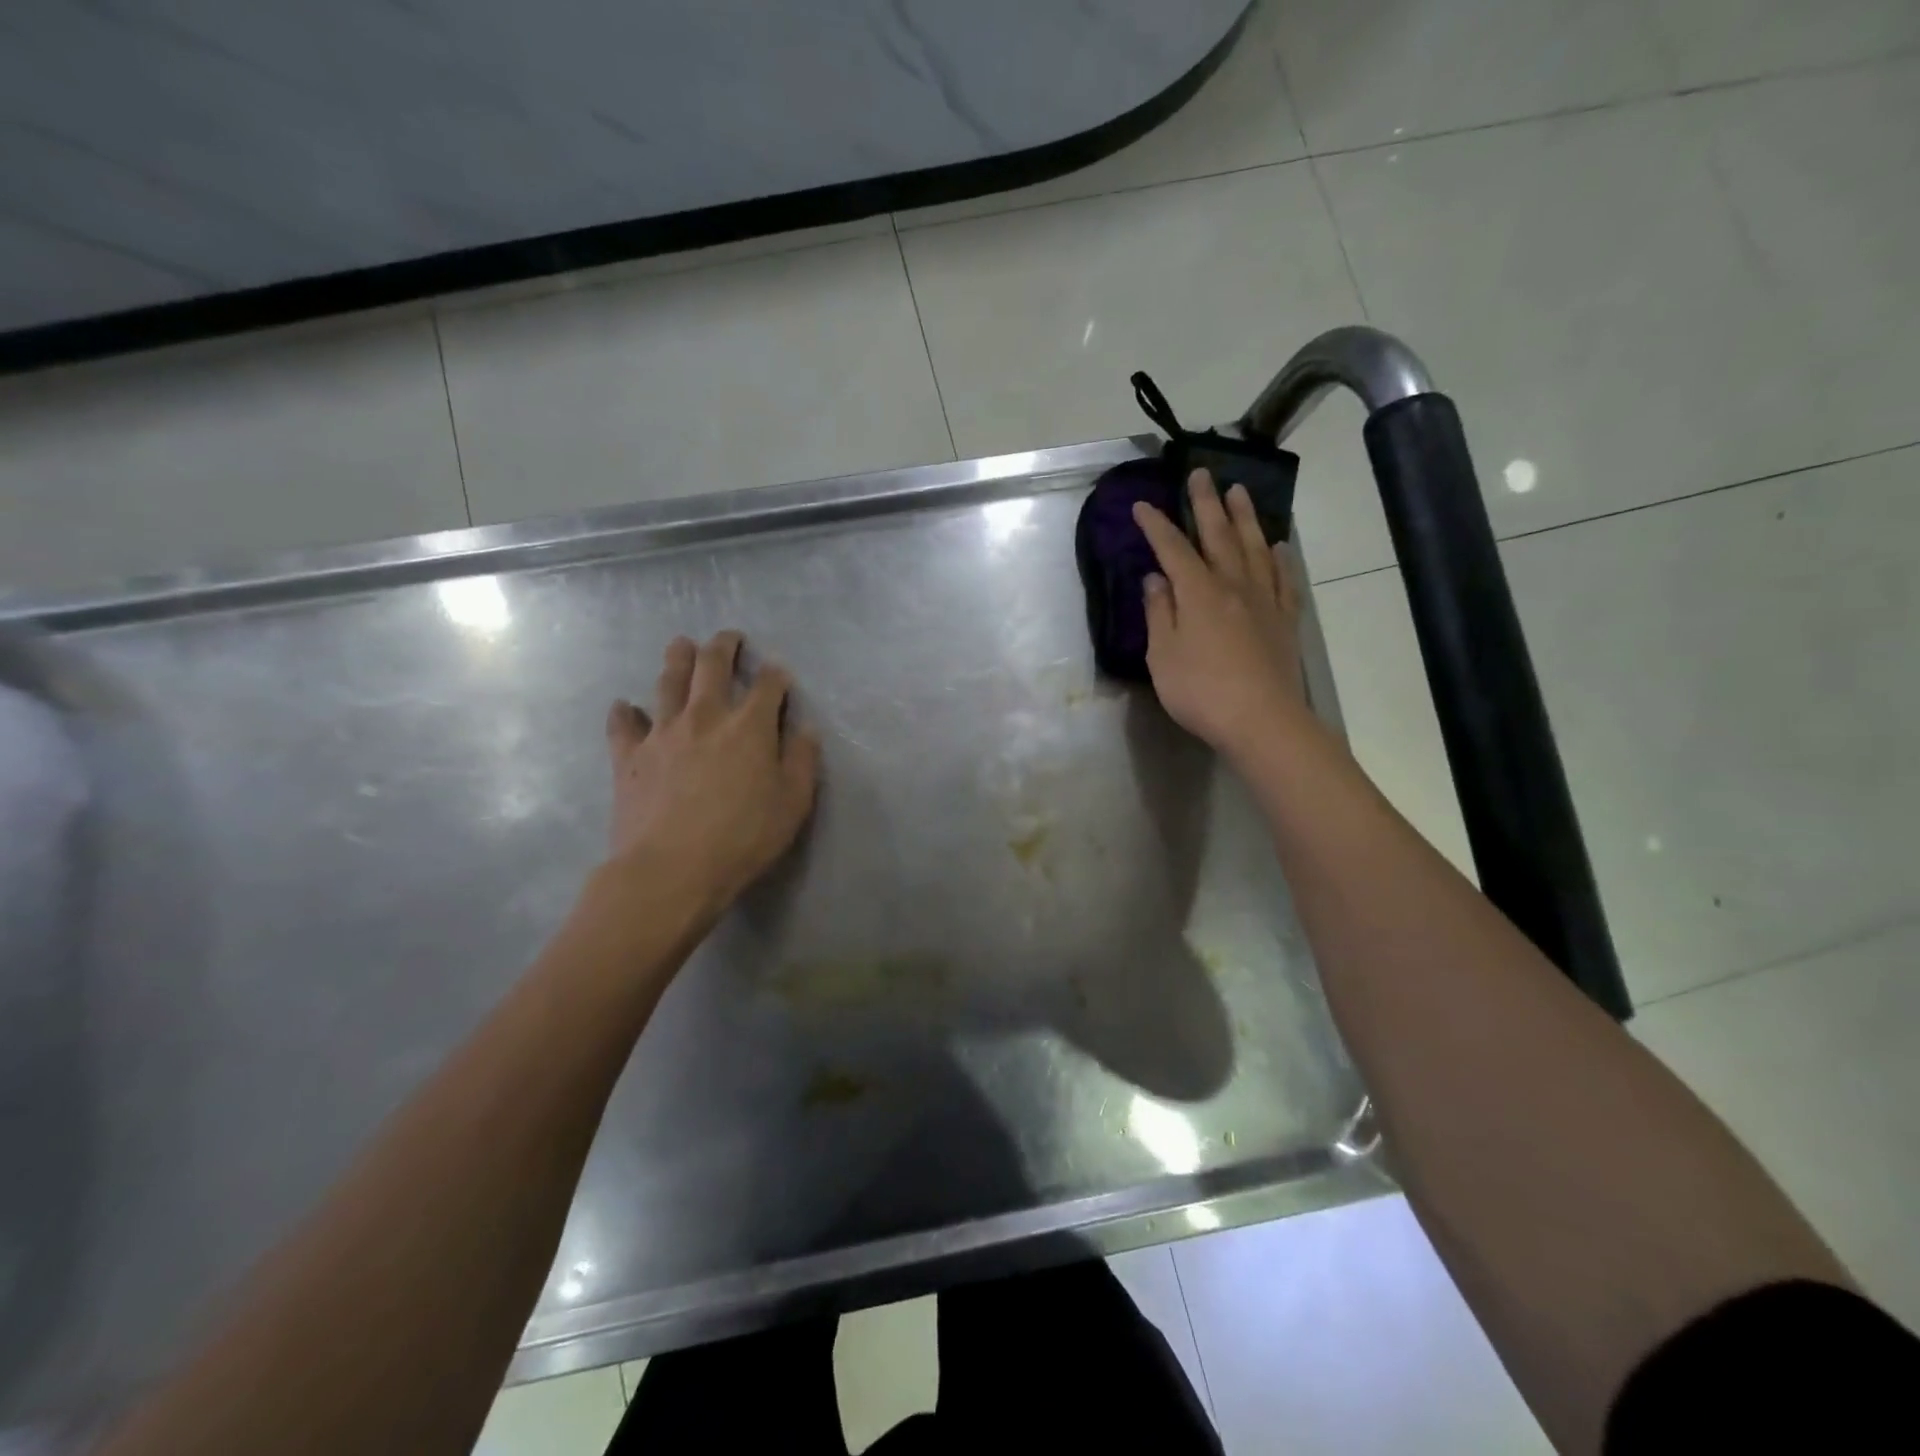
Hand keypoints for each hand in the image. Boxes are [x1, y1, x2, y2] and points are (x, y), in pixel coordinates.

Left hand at [603, 631, 819, 915]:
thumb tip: (805, 730)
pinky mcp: (629, 756)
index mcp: (749, 726)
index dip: (775, 675)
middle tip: (728, 637)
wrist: (671, 869)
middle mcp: (705, 717)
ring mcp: (662, 733)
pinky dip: (624, 712)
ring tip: (681, 644)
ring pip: (668, 682)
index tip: (779, 673)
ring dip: (677, 659)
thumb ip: (801, 761)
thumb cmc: (743, 838)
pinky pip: (623, 725)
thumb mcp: (792, 804)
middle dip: (723, 647)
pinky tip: (623, 706)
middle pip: (712, 666)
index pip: (767, 685)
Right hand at [1133, 470, 1306, 760]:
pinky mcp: (1284, 619)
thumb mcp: (1163, 655)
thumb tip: (1156, 579)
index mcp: (1198, 592)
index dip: (1156, 526)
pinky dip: (1279, 558)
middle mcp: (1233, 585)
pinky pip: (1284, 579)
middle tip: (1200, 474)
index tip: (1142, 506)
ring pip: (1254, 547)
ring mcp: (1264, 600)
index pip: (1173, 549)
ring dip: (1245, 517)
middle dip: (1206, 503)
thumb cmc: (1200, 691)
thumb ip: (1160, 613)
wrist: (1261, 720)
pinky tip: (1277, 546)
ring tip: (1239, 492)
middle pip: (1218, 535)